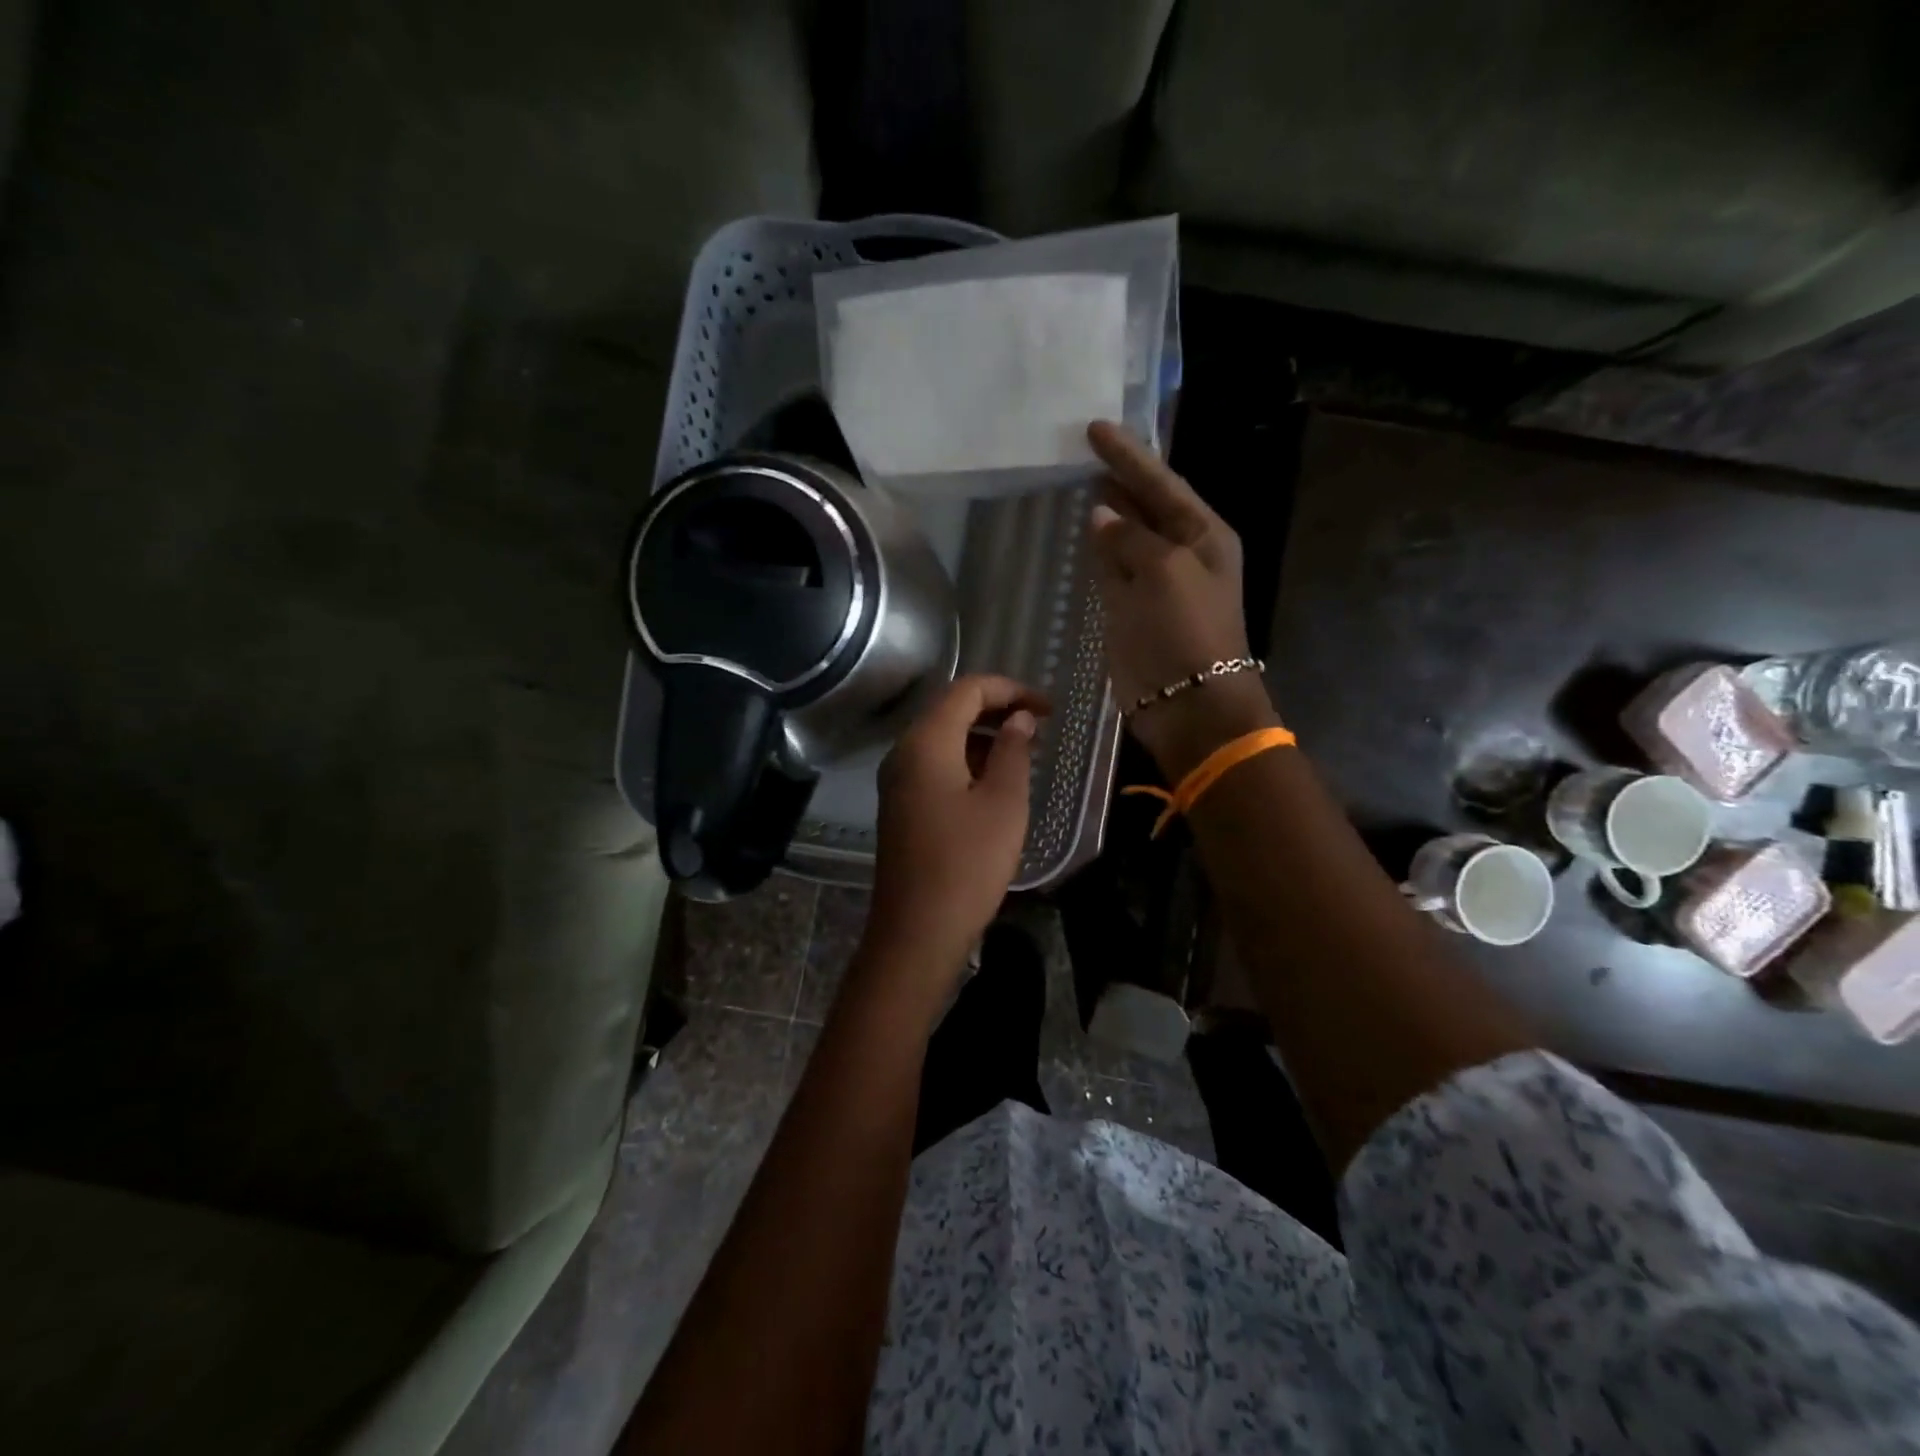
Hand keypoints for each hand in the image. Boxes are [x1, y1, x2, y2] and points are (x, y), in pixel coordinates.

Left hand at [866, 675, 1047, 993]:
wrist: (918, 930)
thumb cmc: (968, 863)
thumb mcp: (1004, 802)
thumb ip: (1013, 751)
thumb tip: (1019, 719)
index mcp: (926, 742)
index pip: (967, 690)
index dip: (1010, 689)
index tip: (1048, 708)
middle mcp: (903, 752)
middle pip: (950, 710)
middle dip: (996, 708)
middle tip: (1039, 724)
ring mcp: (897, 780)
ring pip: (942, 738)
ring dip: (982, 736)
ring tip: (1024, 751)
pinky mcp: (900, 805)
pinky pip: (934, 765)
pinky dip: (966, 760)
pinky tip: (994, 781)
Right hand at [1087, 421, 1278, 777]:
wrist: (1189, 703)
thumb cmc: (1187, 631)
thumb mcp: (1163, 570)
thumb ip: (1129, 537)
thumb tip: (1101, 515)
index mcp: (1203, 534)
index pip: (1161, 482)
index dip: (1128, 455)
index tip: (1095, 427)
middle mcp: (1181, 553)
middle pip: (1145, 505)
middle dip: (1119, 478)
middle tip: (1084, 448)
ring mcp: (1154, 583)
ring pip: (1126, 537)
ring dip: (1107, 513)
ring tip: (1080, 480)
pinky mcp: (1130, 611)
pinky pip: (1111, 570)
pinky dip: (1097, 551)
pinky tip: (1083, 532)